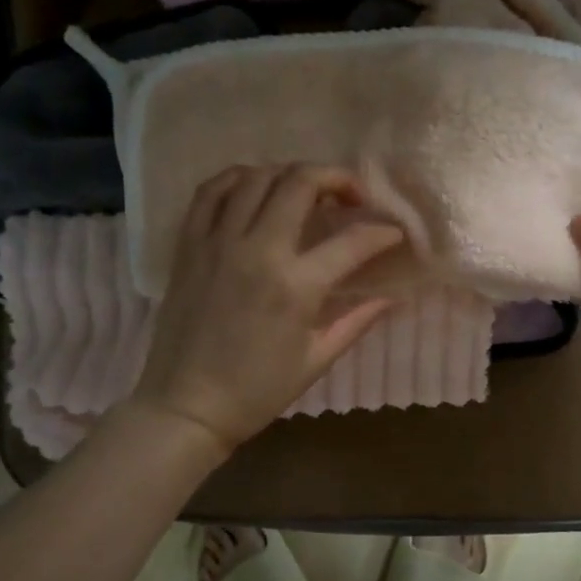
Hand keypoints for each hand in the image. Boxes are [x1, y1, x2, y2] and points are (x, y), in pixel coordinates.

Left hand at [130, 164, 404, 453]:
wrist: (186, 406)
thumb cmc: (257, 391)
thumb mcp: (316, 360)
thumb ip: (356, 321)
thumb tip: (392, 297)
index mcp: (296, 287)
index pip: (353, 241)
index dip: (382, 232)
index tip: (393, 234)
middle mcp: (258, 251)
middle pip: (301, 183)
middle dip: (337, 178)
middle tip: (351, 197)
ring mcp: (218, 242)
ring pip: (258, 177)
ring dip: (290, 174)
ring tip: (307, 192)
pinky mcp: (189, 244)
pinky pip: (212, 191)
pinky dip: (238, 178)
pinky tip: (256, 188)